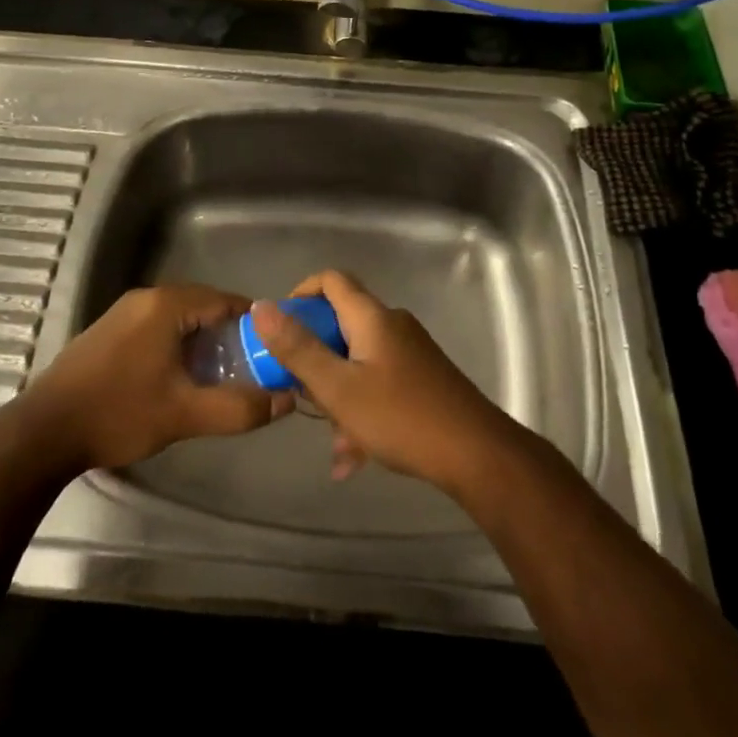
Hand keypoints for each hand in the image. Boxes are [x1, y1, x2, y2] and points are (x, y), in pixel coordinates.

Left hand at [14, 285, 293, 474]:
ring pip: (179, 319)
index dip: (254, 324)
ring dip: (202, 342)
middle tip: (250, 367)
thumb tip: (285, 400)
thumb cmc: (119, 413)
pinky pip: (157, 327)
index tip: (273, 349)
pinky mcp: (109, 331)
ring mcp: (124, 312)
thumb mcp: (185, 414)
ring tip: (219, 376)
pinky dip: (177, 345)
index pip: (225, 300)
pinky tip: (179, 377)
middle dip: (229, 335)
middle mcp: (146, 298)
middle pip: (203, 307)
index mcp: (167, 305)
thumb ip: (238, 407)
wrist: (43, 432)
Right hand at [250, 271, 519, 494]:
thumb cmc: (401, 416)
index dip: (300, 293)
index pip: (331, 280)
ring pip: (359, 362)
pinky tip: (352, 457)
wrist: (476, 453)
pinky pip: (379, 384)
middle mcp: (393, 325)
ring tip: (330, 441)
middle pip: (342, 324)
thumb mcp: (338, 387)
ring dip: (338, 394)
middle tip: (300, 390)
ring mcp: (411, 352)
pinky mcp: (423, 379)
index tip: (280, 326)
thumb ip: (298, 348)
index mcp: (372, 317)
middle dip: (316, 357)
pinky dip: (361, 410)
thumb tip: (261, 307)